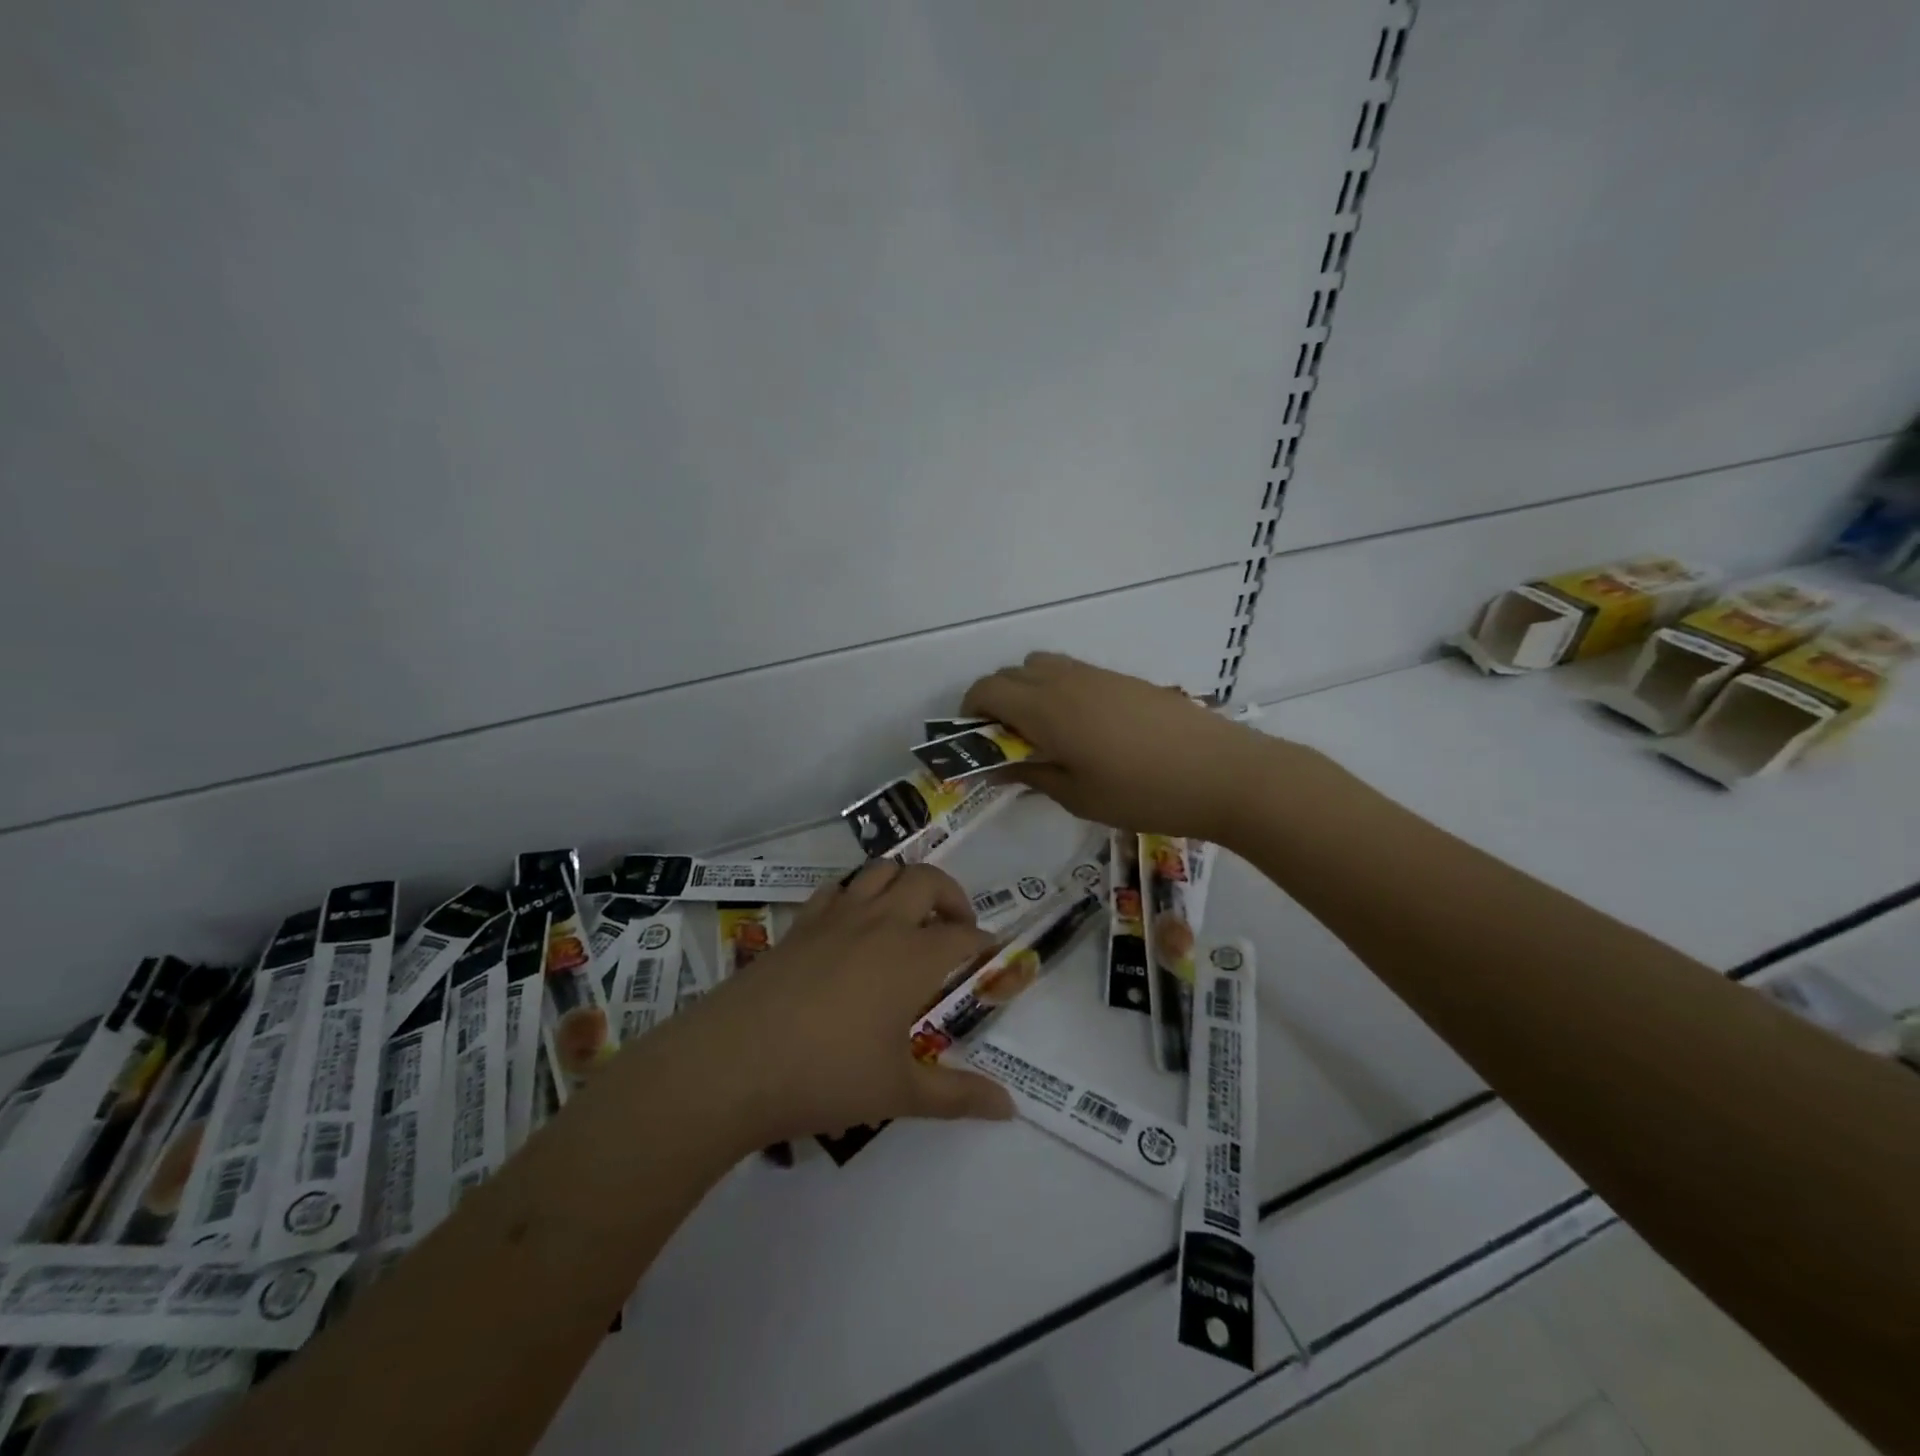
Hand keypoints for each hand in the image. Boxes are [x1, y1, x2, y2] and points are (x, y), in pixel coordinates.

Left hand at [688, 863, 1014, 1143]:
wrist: (733, 1063)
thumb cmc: (825, 1076)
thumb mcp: (899, 1093)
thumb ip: (958, 1096)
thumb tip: (1010, 1108)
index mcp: (912, 956)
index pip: (964, 936)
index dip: (985, 944)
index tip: (991, 959)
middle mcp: (880, 922)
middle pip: (927, 880)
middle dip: (952, 897)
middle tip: (955, 930)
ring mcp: (836, 917)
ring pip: (881, 871)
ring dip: (905, 883)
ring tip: (909, 918)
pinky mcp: (800, 924)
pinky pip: (837, 888)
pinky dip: (857, 892)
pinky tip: (853, 924)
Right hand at [962, 652, 1276, 841]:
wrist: (1222, 773)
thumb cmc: (1143, 793)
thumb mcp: (1078, 795)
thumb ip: (1032, 774)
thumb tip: (999, 765)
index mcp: (1046, 709)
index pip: (988, 690)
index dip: (970, 711)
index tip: (973, 742)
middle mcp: (1066, 681)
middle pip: (1012, 672)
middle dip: (996, 701)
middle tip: (1007, 743)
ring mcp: (1098, 675)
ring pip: (1043, 666)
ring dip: (1028, 691)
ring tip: (1045, 734)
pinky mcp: (1124, 680)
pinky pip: (1074, 672)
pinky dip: (1059, 690)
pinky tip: (1083, 729)